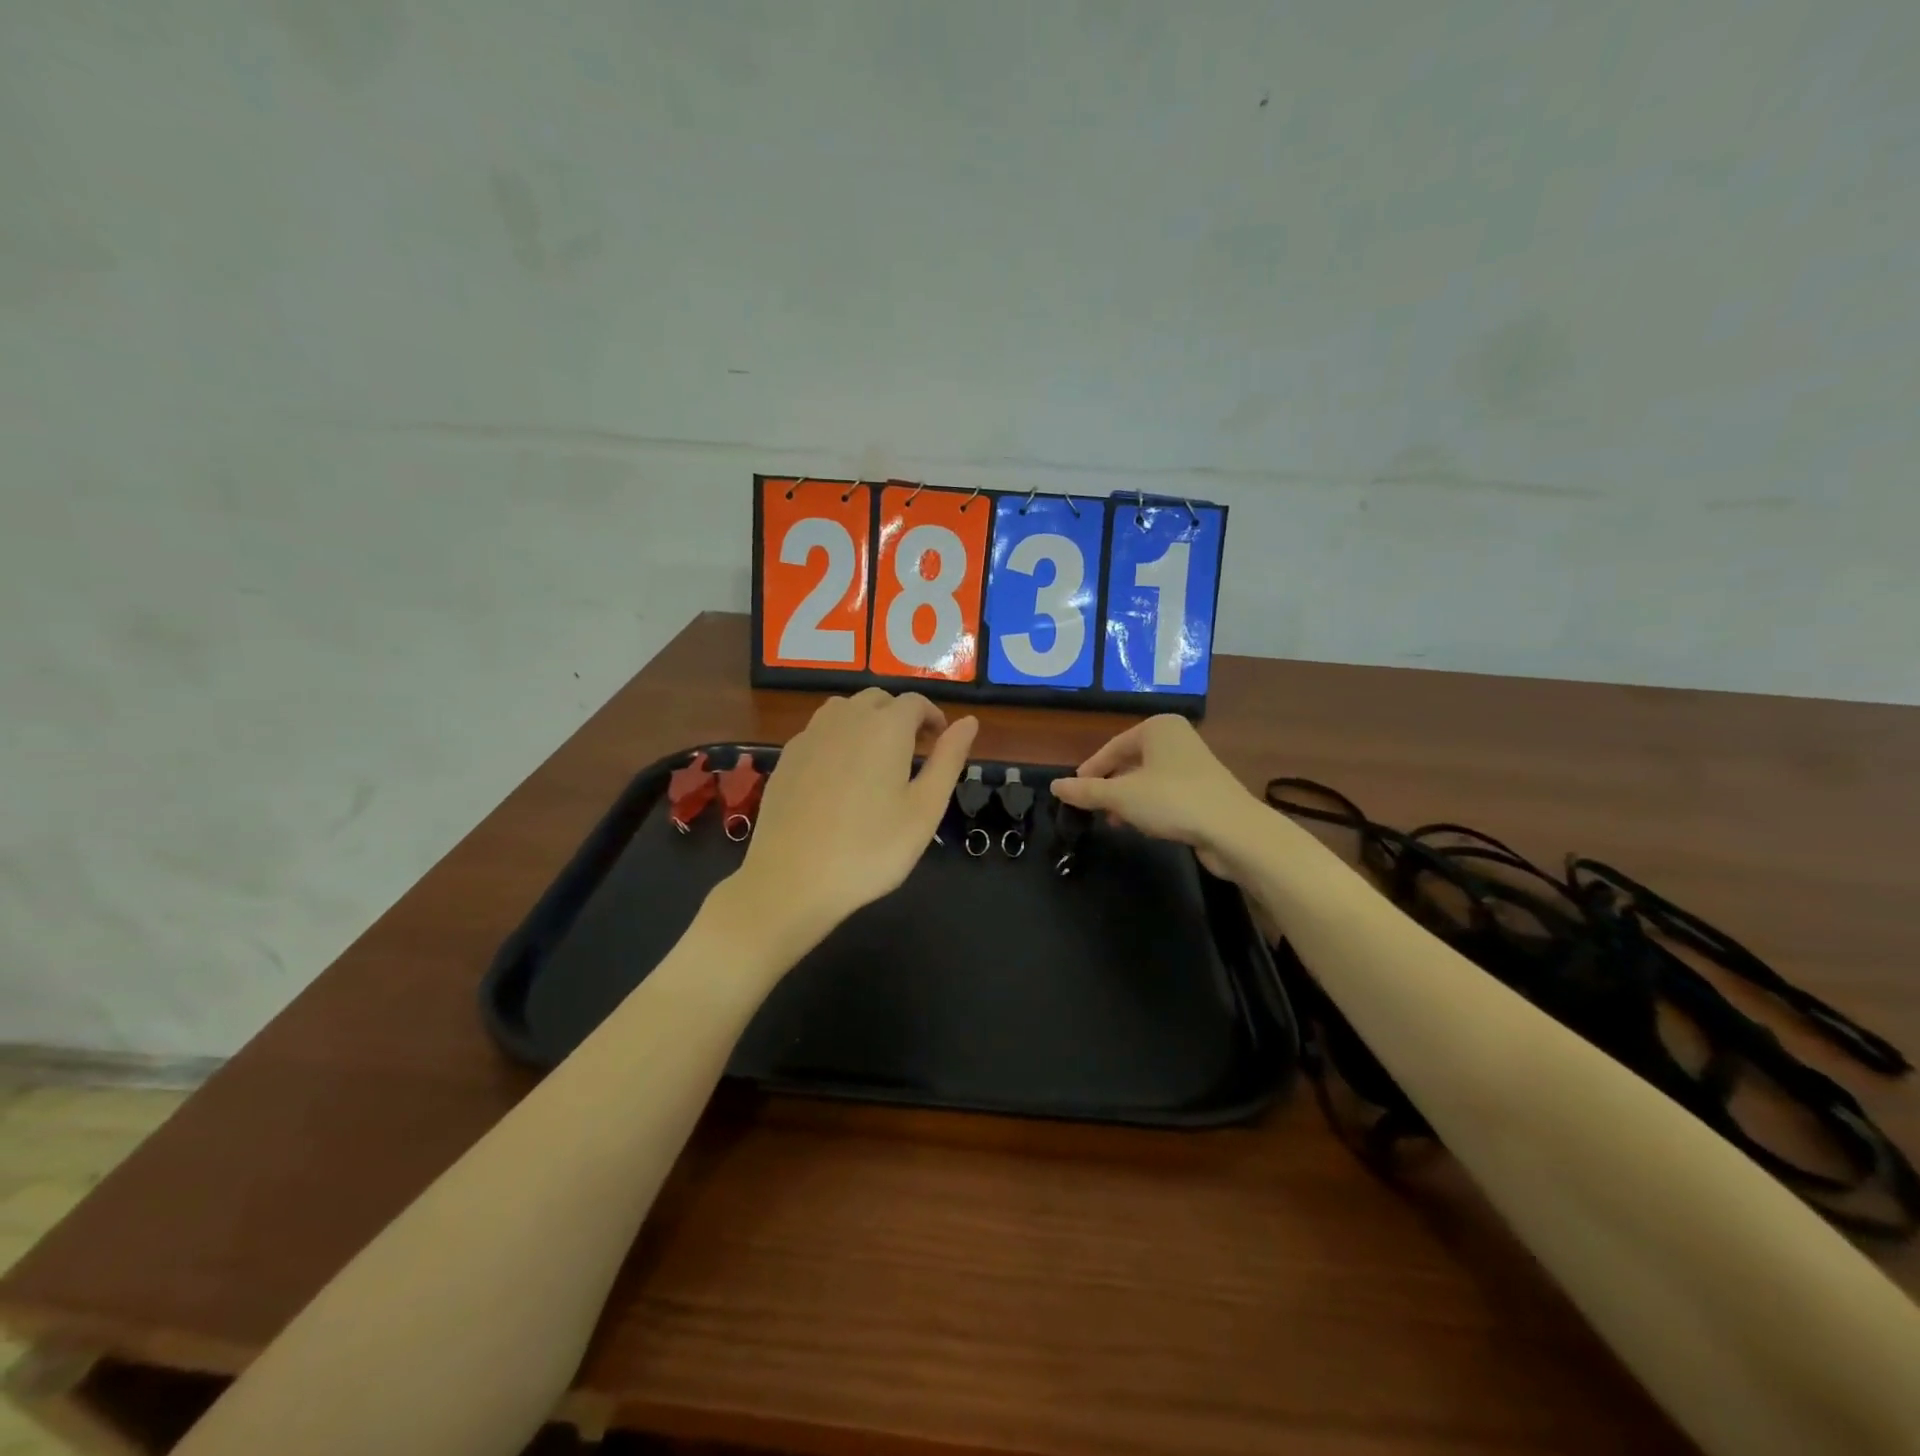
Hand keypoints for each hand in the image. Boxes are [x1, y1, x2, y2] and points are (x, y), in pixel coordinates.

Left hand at [725, 689, 977, 960]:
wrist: (792, 880)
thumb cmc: (871, 849)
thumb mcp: (925, 809)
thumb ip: (949, 759)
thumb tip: (969, 721)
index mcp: (886, 728)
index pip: (914, 702)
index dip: (932, 717)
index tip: (940, 742)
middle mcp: (846, 719)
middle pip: (878, 700)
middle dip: (900, 716)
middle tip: (913, 752)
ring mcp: (810, 736)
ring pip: (844, 710)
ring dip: (866, 722)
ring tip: (876, 759)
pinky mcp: (786, 758)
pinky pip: (819, 732)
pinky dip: (837, 739)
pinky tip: (839, 776)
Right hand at [1050, 715, 1263, 878]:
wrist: (1233, 830)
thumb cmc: (1172, 801)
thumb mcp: (1121, 796)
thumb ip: (1086, 791)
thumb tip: (1055, 786)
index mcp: (1157, 728)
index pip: (1112, 748)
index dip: (1090, 772)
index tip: (1073, 794)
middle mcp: (1177, 738)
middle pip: (1130, 762)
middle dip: (1110, 787)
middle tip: (1092, 809)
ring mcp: (1194, 764)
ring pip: (1147, 780)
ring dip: (1127, 800)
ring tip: (1113, 822)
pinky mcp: (1205, 789)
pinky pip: (1166, 793)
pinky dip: (1150, 807)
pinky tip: (1142, 827)